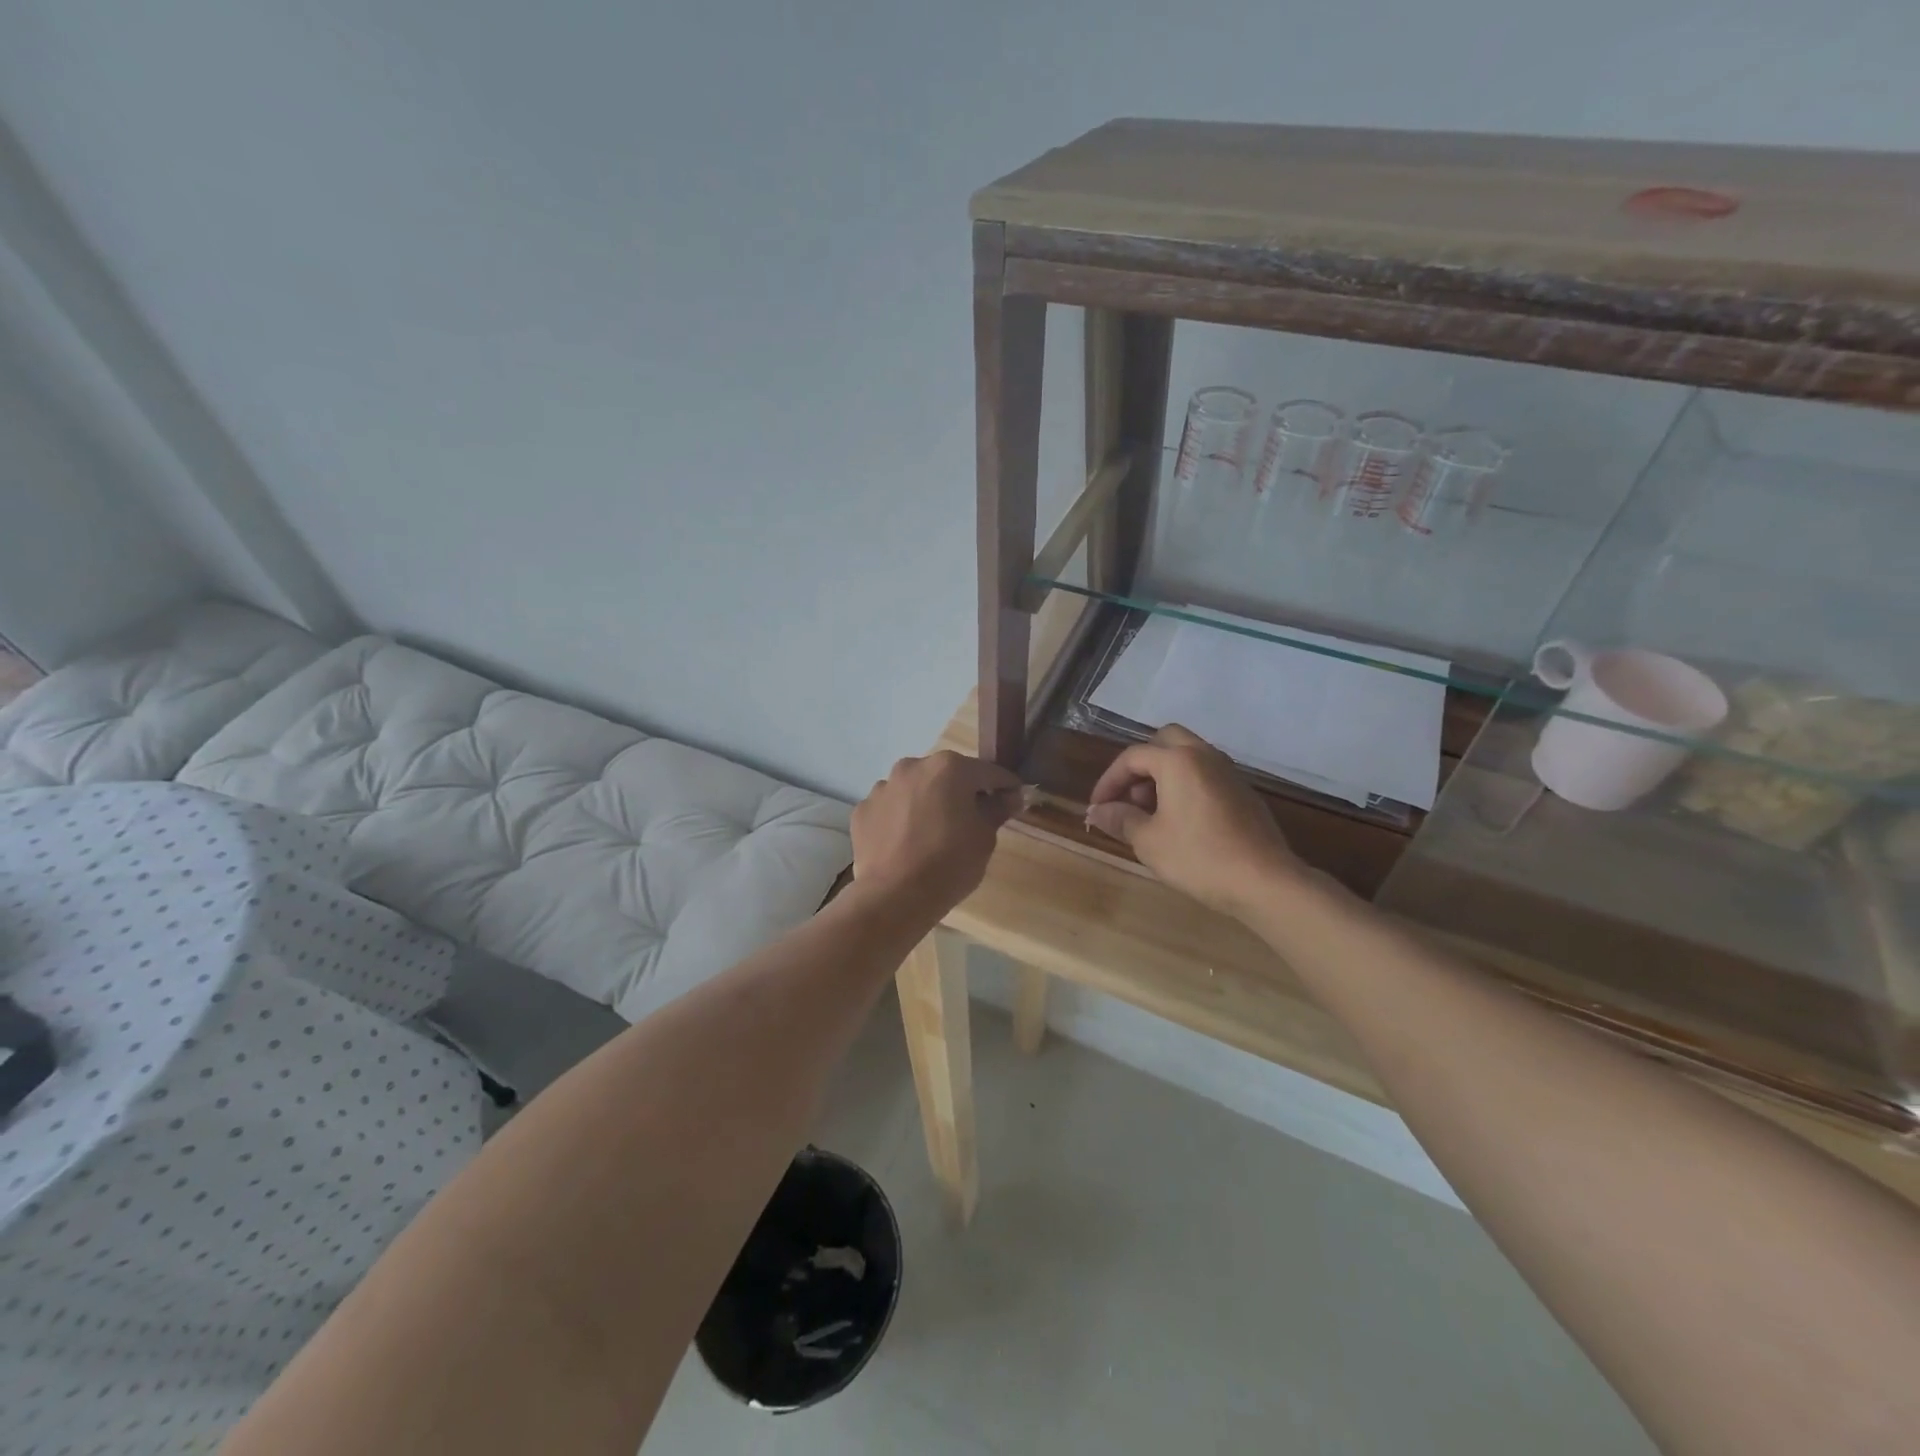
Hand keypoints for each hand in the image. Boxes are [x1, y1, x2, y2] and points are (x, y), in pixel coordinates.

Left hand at [851, 751, 1021, 918]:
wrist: (894, 897)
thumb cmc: (950, 864)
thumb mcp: (985, 838)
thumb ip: (998, 809)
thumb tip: (1011, 796)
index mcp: (949, 768)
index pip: (988, 771)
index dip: (1005, 786)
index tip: (1014, 799)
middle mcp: (913, 766)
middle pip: (947, 775)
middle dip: (961, 792)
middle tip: (972, 820)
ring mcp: (883, 787)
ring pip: (915, 789)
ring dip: (927, 802)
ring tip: (933, 834)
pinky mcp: (863, 809)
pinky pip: (891, 808)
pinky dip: (901, 819)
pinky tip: (906, 843)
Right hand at [1084, 725, 1304, 917]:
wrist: (1265, 882)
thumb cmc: (1199, 857)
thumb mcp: (1148, 841)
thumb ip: (1120, 819)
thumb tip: (1097, 811)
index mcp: (1178, 761)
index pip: (1132, 757)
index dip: (1109, 780)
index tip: (1098, 807)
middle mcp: (1204, 755)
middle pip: (1164, 742)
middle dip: (1139, 765)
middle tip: (1128, 797)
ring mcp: (1228, 772)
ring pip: (1187, 756)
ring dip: (1163, 774)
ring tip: (1150, 812)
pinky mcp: (1243, 792)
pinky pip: (1205, 774)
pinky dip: (1185, 784)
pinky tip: (1180, 820)